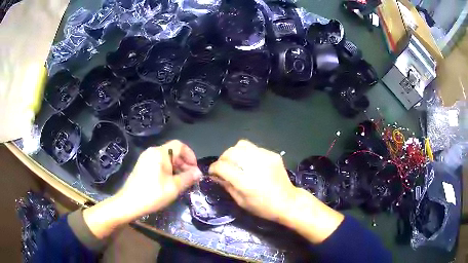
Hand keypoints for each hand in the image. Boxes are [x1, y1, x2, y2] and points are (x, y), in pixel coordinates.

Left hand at [83, 140, 201, 238]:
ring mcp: (145, 159)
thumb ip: (188, 178)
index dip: (190, 156)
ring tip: (182, 182)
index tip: (195, 170)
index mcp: (159, 153)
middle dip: (184, 163)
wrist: (128, 203)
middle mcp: (152, 152)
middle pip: (173, 152)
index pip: (180, 146)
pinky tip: (170, 183)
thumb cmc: (152, 194)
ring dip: (176, 168)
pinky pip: (158, 164)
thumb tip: (199, 172)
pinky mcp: (142, 167)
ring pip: (166, 159)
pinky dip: (167, 171)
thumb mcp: (173, 187)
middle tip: (190, 178)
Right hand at [208, 140, 297, 222]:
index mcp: (245, 182)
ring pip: (241, 145)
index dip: (213, 168)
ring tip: (235, 162)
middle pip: (230, 152)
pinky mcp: (272, 154)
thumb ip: (227, 186)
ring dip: (234, 153)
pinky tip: (250, 163)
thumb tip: (216, 176)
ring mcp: (265, 157)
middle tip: (223, 167)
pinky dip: (247, 153)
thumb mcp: (241, 202)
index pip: (222, 167)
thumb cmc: (263, 207)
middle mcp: (254, 166)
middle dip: (222, 159)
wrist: (288, 202)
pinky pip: (254, 148)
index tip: (213, 172)